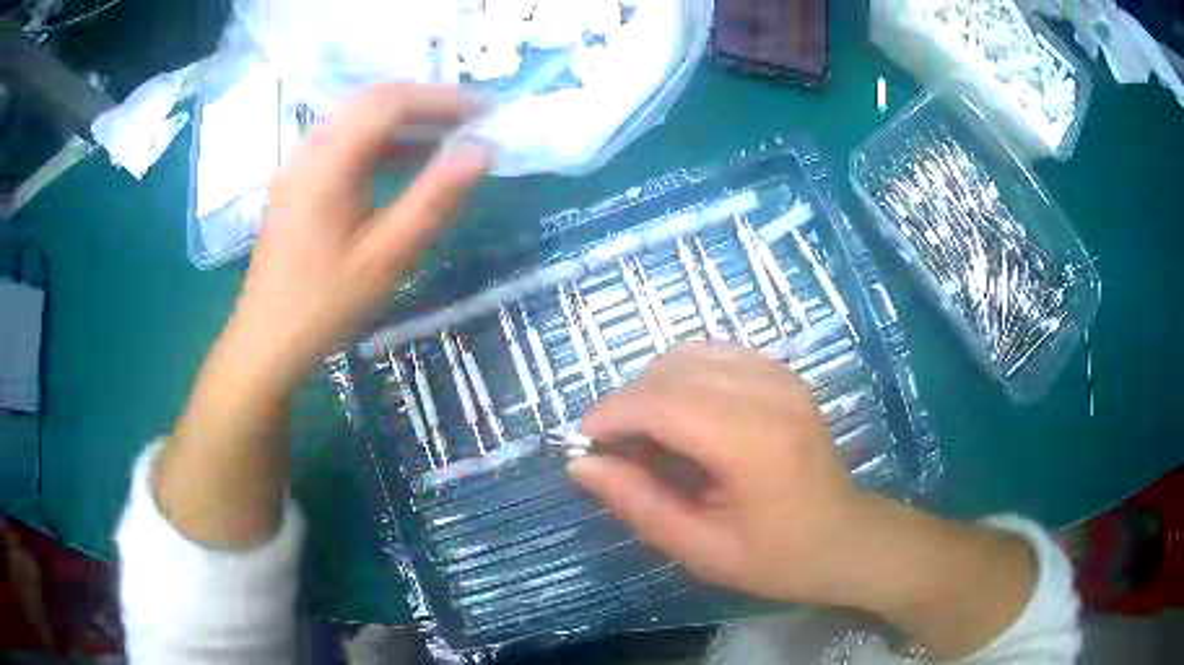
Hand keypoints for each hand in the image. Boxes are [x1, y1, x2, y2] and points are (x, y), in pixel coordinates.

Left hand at [227, 83, 489, 393]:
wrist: (267, 339)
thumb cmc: (325, 305)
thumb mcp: (387, 258)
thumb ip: (434, 200)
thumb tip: (481, 153)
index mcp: (328, 162)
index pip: (391, 104)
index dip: (443, 99)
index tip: (486, 110)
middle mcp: (310, 148)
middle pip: (373, 100)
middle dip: (426, 103)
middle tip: (471, 120)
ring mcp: (299, 162)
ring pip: (357, 117)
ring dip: (404, 119)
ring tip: (448, 136)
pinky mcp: (297, 179)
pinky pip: (344, 140)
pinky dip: (380, 140)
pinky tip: (405, 160)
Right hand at [572, 342, 1036, 658]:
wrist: (847, 539)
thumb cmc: (778, 558)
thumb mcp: (701, 549)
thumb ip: (639, 503)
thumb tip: (582, 465)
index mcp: (754, 442)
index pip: (663, 402)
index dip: (612, 415)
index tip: (583, 444)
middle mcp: (771, 393)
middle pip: (673, 370)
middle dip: (628, 402)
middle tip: (614, 450)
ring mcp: (782, 376)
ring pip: (691, 353)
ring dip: (654, 387)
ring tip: (645, 434)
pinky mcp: (784, 373)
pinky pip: (716, 354)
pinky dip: (684, 377)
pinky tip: (682, 417)